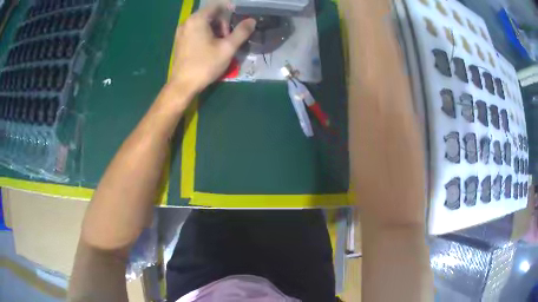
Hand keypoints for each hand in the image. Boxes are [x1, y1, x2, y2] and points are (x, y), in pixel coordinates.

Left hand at [168, 2, 255, 94]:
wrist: (182, 85)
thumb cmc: (205, 65)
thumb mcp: (227, 48)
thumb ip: (241, 32)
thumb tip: (252, 20)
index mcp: (197, 20)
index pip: (217, 6)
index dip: (230, 10)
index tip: (239, 20)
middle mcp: (187, 22)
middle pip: (210, 14)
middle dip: (223, 23)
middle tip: (229, 38)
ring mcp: (181, 32)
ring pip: (203, 23)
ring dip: (215, 29)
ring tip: (221, 45)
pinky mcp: (180, 41)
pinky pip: (196, 31)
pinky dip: (206, 34)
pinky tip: (210, 48)